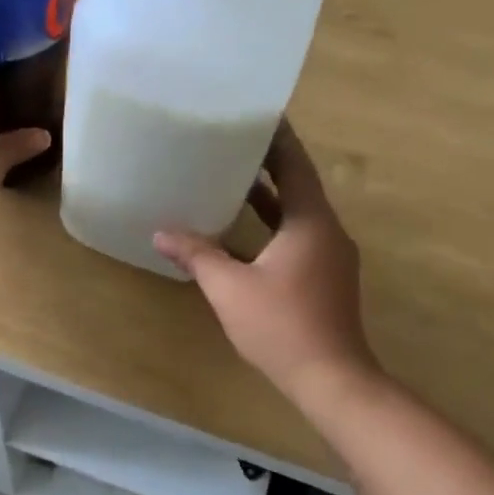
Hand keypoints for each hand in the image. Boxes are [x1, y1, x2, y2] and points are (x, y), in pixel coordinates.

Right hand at [154, 121, 379, 396]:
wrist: (333, 380)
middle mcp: (327, 231)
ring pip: (297, 213)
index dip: (277, 138)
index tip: (257, 114)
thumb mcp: (230, 288)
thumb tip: (161, 233)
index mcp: (310, 222)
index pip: (295, 165)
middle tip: (233, 139)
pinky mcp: (326, 277)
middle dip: (268, 162)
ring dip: (269, 195)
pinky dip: (272, 224)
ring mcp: (330, 256)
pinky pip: (297, 235)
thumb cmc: (282, 326)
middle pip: (298, 184)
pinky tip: (242, 230)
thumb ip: (197, 255)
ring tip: (232, 175)